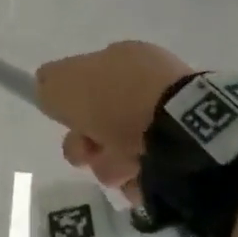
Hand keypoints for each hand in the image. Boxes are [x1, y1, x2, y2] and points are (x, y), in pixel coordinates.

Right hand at [34, 41, 192, 194]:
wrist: (182, 130)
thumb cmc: (117, 99)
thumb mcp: (62, 84)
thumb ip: (48, 85)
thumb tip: (47, 91)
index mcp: (124, 57)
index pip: (86, 79)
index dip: (72, 104)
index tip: (68, 123)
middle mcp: (149, 80)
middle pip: (103, 117)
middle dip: (88, 141)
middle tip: (87, 154)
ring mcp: (173, 113)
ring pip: (124, 144)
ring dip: (111, 163)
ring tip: (119, 171)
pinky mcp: (190, 146)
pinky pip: (153, 165)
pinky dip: (141, 176)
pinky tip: (139, 179)